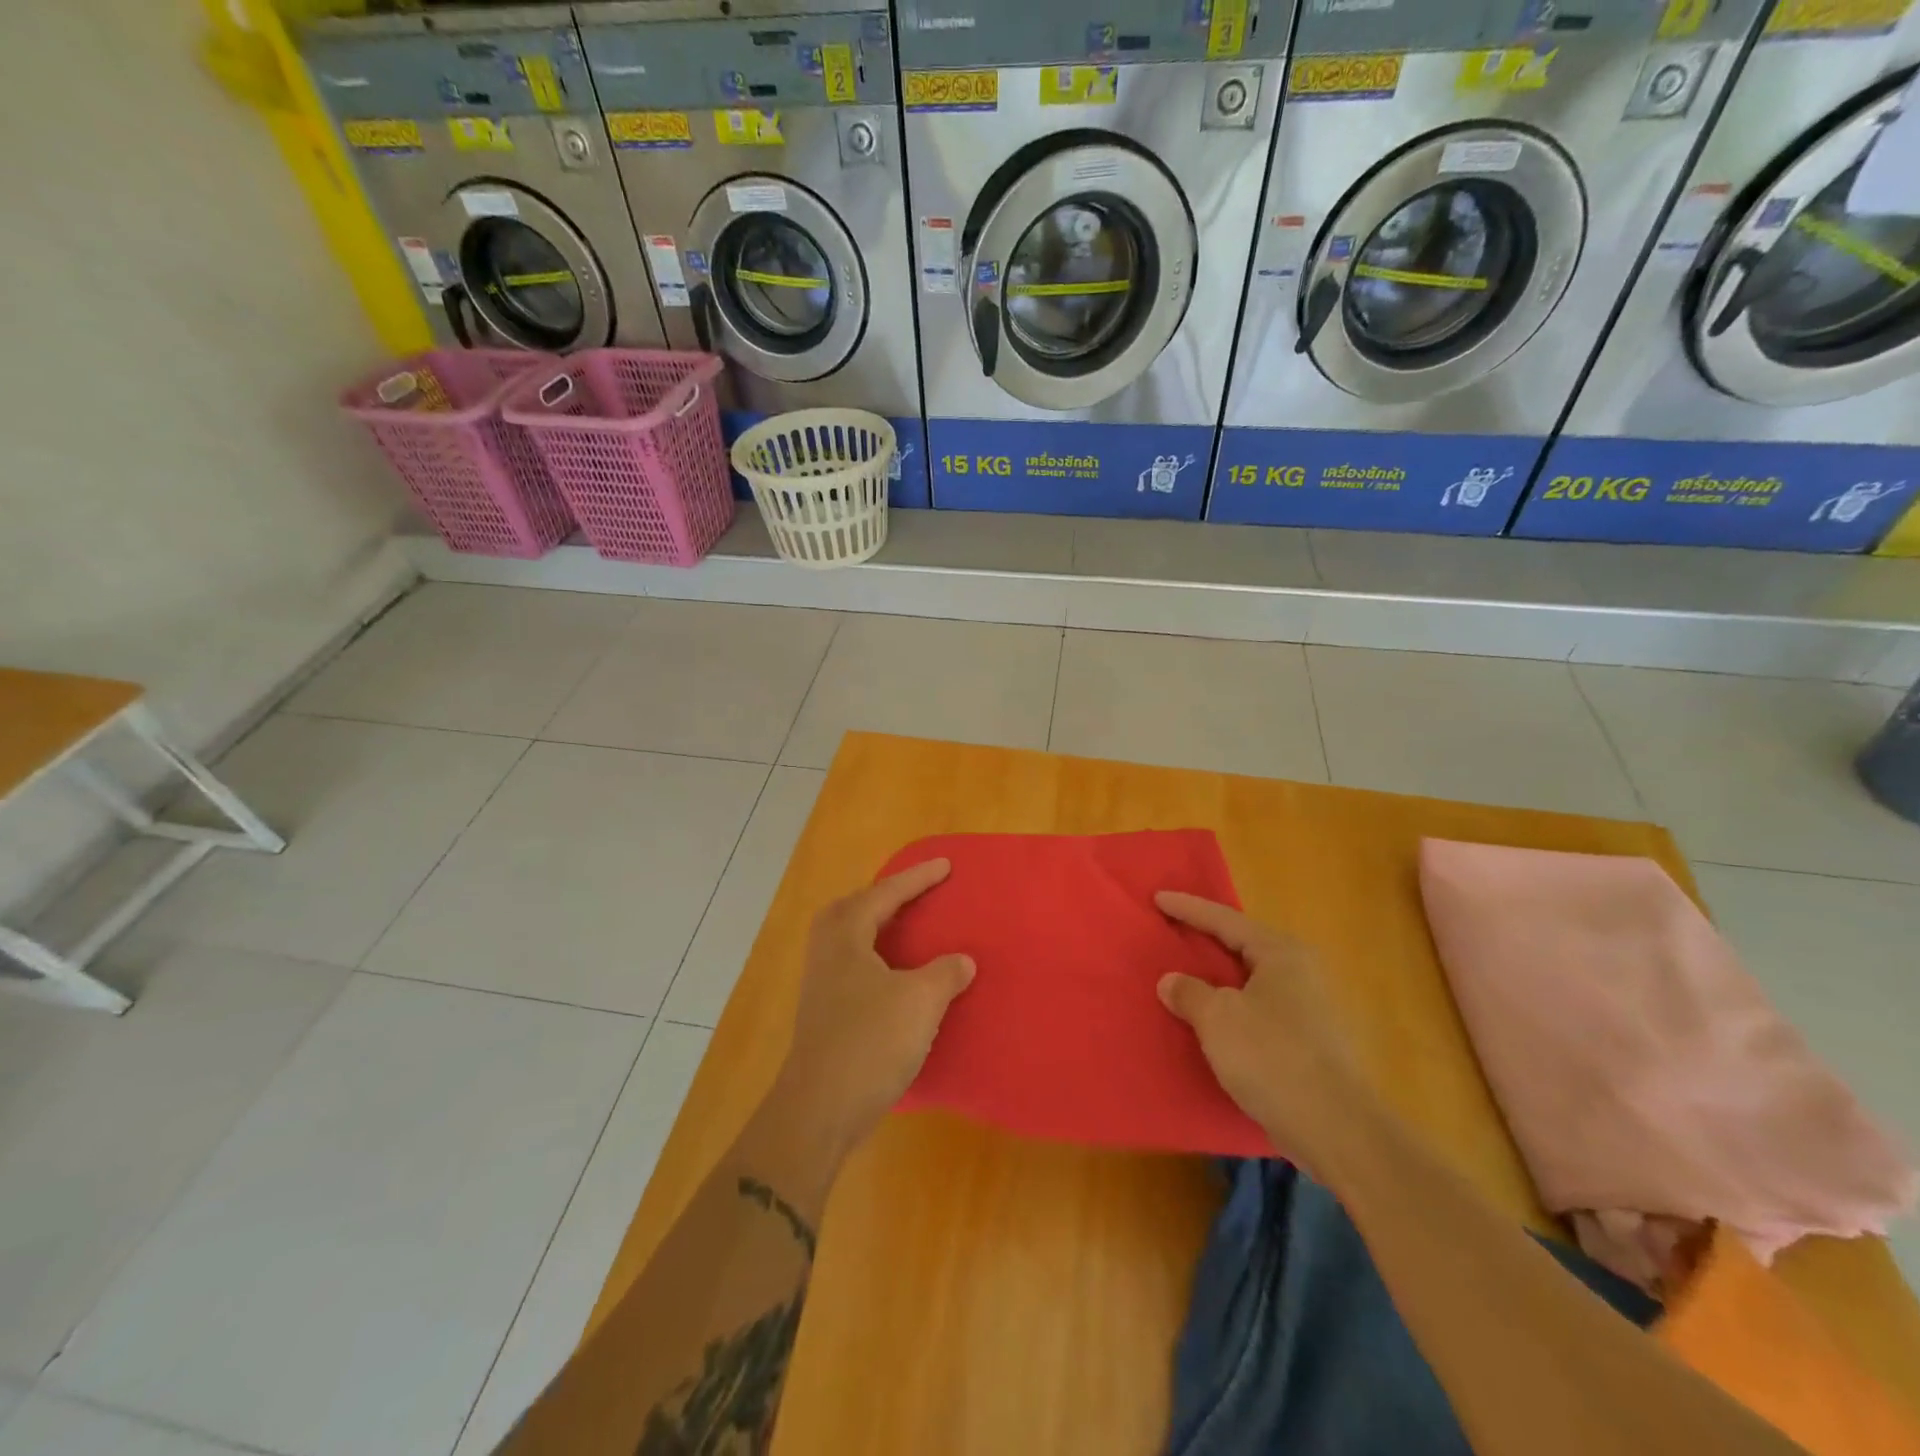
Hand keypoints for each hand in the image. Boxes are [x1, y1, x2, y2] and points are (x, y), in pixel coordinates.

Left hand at [777, 858, 974, 1155]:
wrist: (820, 1110)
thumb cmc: (870, 1042)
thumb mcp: (920, 1001)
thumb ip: (945, 973)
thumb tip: (962, 961)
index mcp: (846, 936)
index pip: (886, 894)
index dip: (918, 879)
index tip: (946, 866)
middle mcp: (827, 952)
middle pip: (854, 908)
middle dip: (884, 897)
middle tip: (914, 894)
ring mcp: (821, 984)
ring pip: (849, 939)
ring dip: (877, 928)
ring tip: (905, 930)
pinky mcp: (824, 1014)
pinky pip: (853, 965)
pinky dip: (876, 958)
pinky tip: (895, 979)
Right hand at [1155, 892, 1366, 1167]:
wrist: (1338, 1130)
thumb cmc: (1273, 1057)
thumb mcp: (1218, 1018)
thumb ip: (1189, 992)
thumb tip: (1172, 982)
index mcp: (1281, 953)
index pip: (1225, 919)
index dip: (1188, 908)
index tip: (1158, 898)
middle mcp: (1300, 972)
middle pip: (1242, 945)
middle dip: (1206, 939)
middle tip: (1171, 930)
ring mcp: (1309, 1009)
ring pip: (1250, 981)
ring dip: (1218, 978)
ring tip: (1185, 975)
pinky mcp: (1309, 1043)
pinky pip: (1257, 1010)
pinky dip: (1231, 1008)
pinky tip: (1211, 1021)